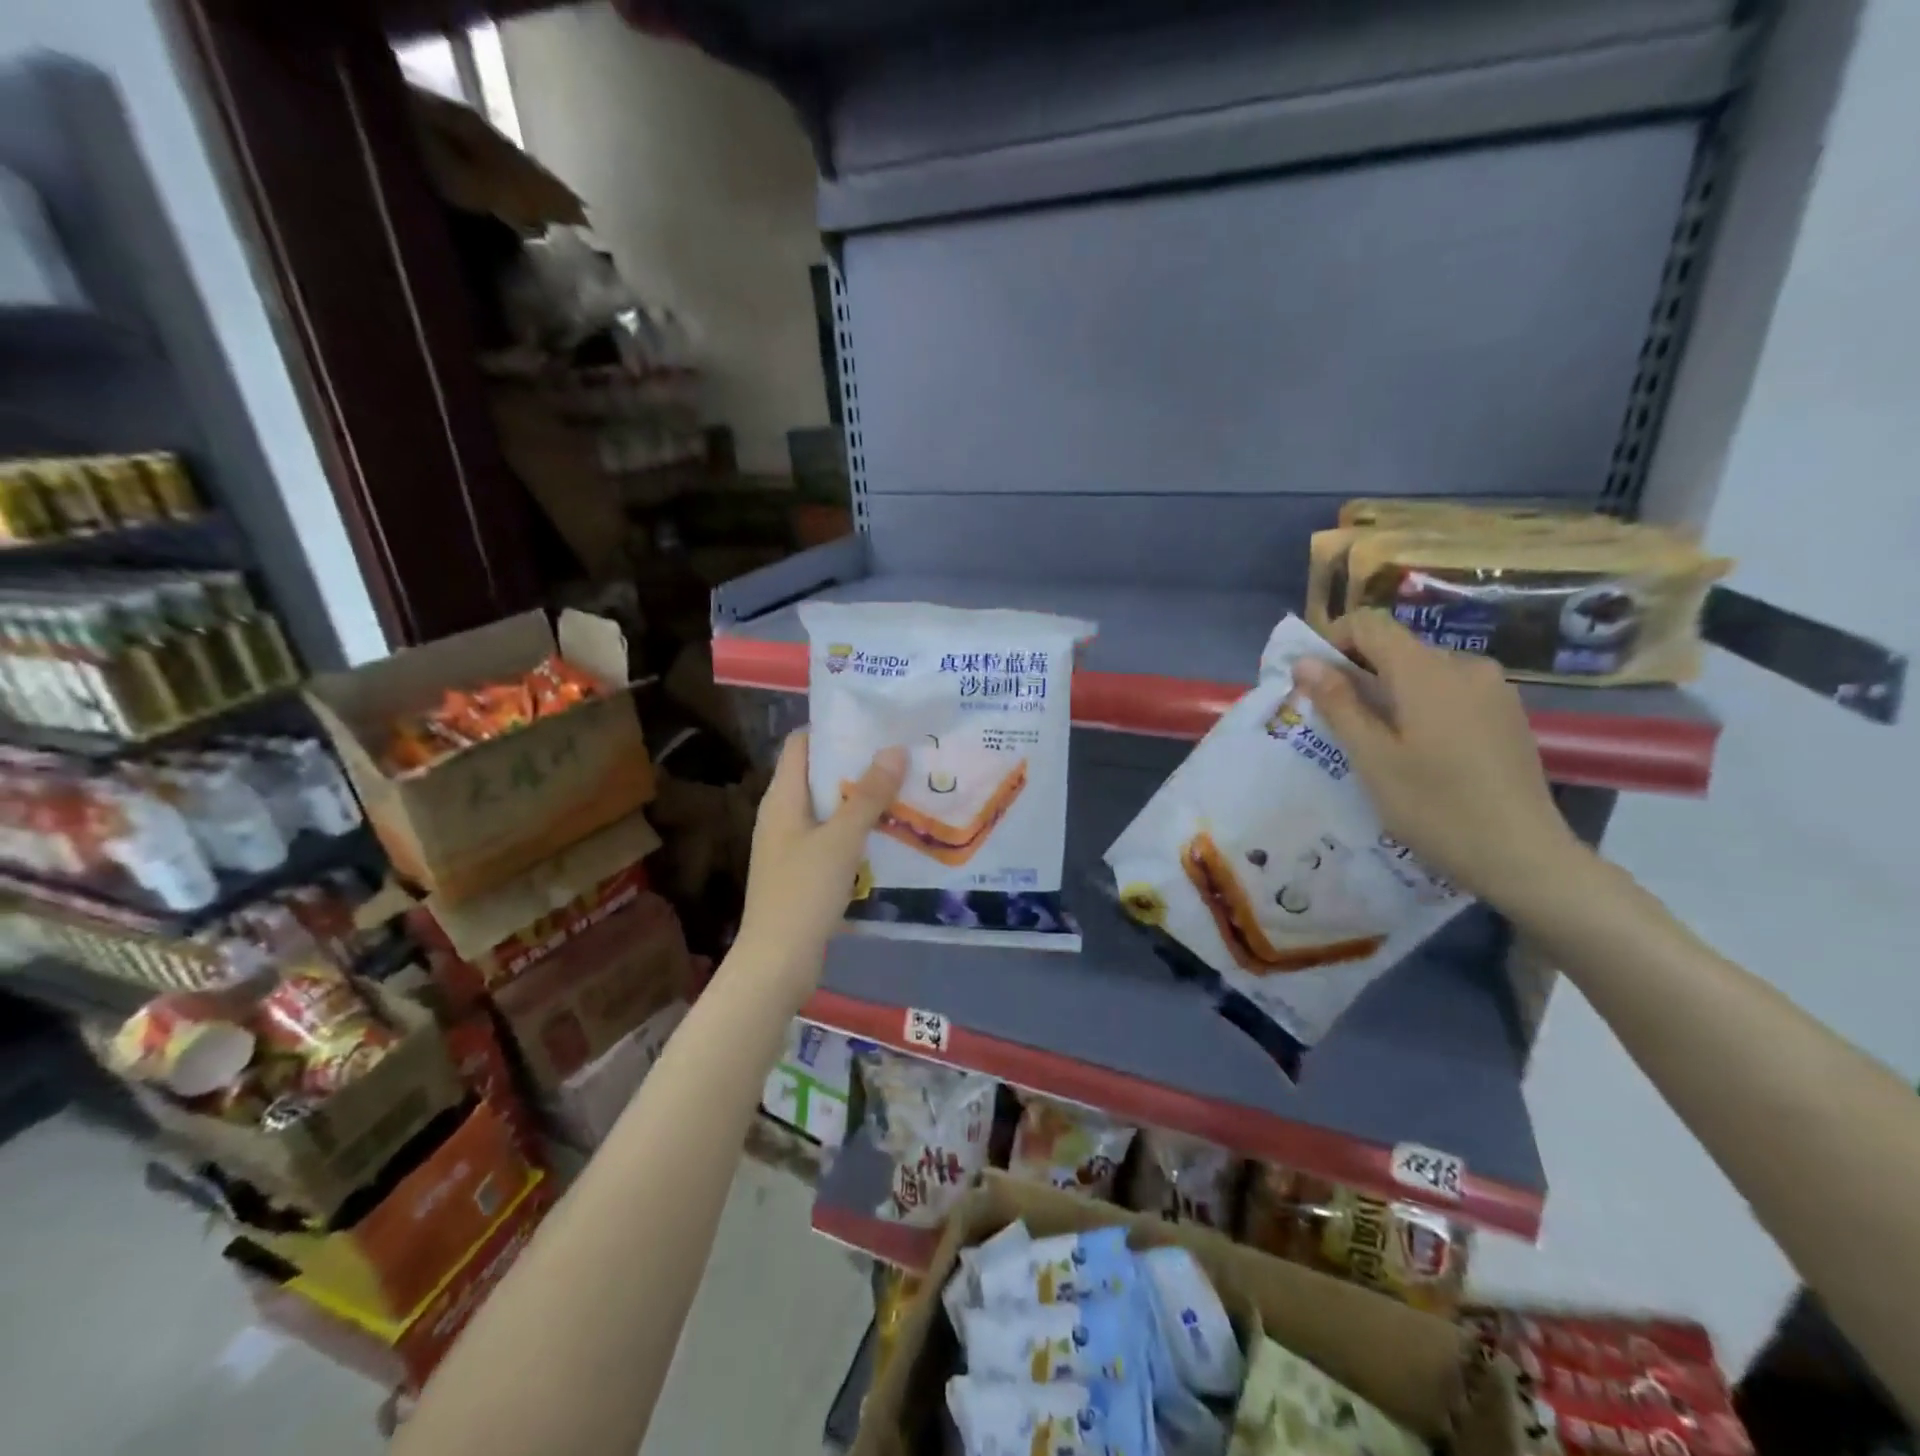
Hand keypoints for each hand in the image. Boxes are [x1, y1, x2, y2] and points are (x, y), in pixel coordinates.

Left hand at [735, 731, 906, 999]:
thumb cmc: (803, 892)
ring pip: (829, 808)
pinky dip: (857, 831)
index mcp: (782, 798)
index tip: (875, 722)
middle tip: (902, 754)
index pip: (802, 744)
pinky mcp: (803, 872)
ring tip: (905, 788)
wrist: (777, 962)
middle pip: (819, 774)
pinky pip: (833, 838)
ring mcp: (792, 845)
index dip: (834, 728)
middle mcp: (783, 815)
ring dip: (862, 799)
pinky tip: (890, 834)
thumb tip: (894, 750)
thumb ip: (868, 795)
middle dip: (858, 763)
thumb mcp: (841, 840)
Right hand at [1291, 610, 1586, 905]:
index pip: (1369, 624)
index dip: (1333, 640)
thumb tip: (1305, 661)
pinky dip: (1421, 705)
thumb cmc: (1434, 806)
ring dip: (1389, 691)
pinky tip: (1418, 750)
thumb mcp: (1372, 757)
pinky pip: (1451, 691)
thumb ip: (1338, 703)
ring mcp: (1493, 689)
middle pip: (1397, 647)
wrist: (1523, 856)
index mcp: (1426, 671)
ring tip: (1375, 740)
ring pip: (1423, 671)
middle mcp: (1464, 666)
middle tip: (1334, 719)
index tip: (1311, 679)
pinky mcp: (1507, 714)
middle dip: (1358, 671)